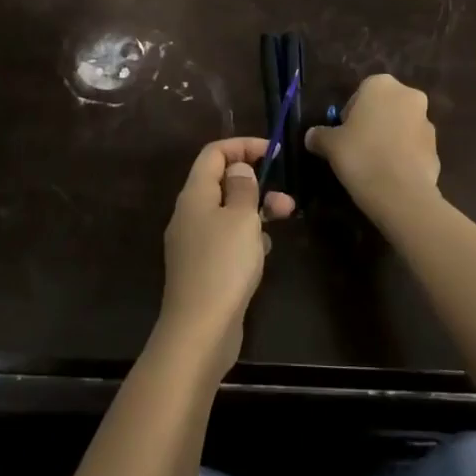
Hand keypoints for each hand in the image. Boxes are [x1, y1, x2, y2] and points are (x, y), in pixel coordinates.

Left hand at [157, 138, 296, 378]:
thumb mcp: (241, 218)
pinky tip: (264, 253)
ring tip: (283, 220)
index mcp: (194, 194)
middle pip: (222, 182)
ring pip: (228, 212)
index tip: (273, 152)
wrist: (200, 330)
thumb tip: (238, 169)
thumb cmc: (223, 265)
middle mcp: (189, 213)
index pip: (214, 153)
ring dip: (256, 210)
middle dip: (256, 182)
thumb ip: (243, 187)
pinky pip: (227, 239)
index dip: (243, 146)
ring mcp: (194, 242)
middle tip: (285, 197)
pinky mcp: (204, 268)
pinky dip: (247, 237)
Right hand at [305, 75, 440, 218]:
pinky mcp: (437, 148)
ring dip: (390, 138)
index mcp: (381, 85)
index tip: (343, 134)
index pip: (360, 93)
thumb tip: (311, 136)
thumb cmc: (360, 155)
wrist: (400, 193)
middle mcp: (408, 96)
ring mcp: (427, 122)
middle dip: (372, 122)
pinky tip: (390, 174)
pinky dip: (403, 155)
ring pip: (401, 126)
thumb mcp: (330, 144)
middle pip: (384, 107)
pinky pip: (413, 147)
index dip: (349, 114)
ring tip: (373, 163)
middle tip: (356, 147)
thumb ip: (320, 135)